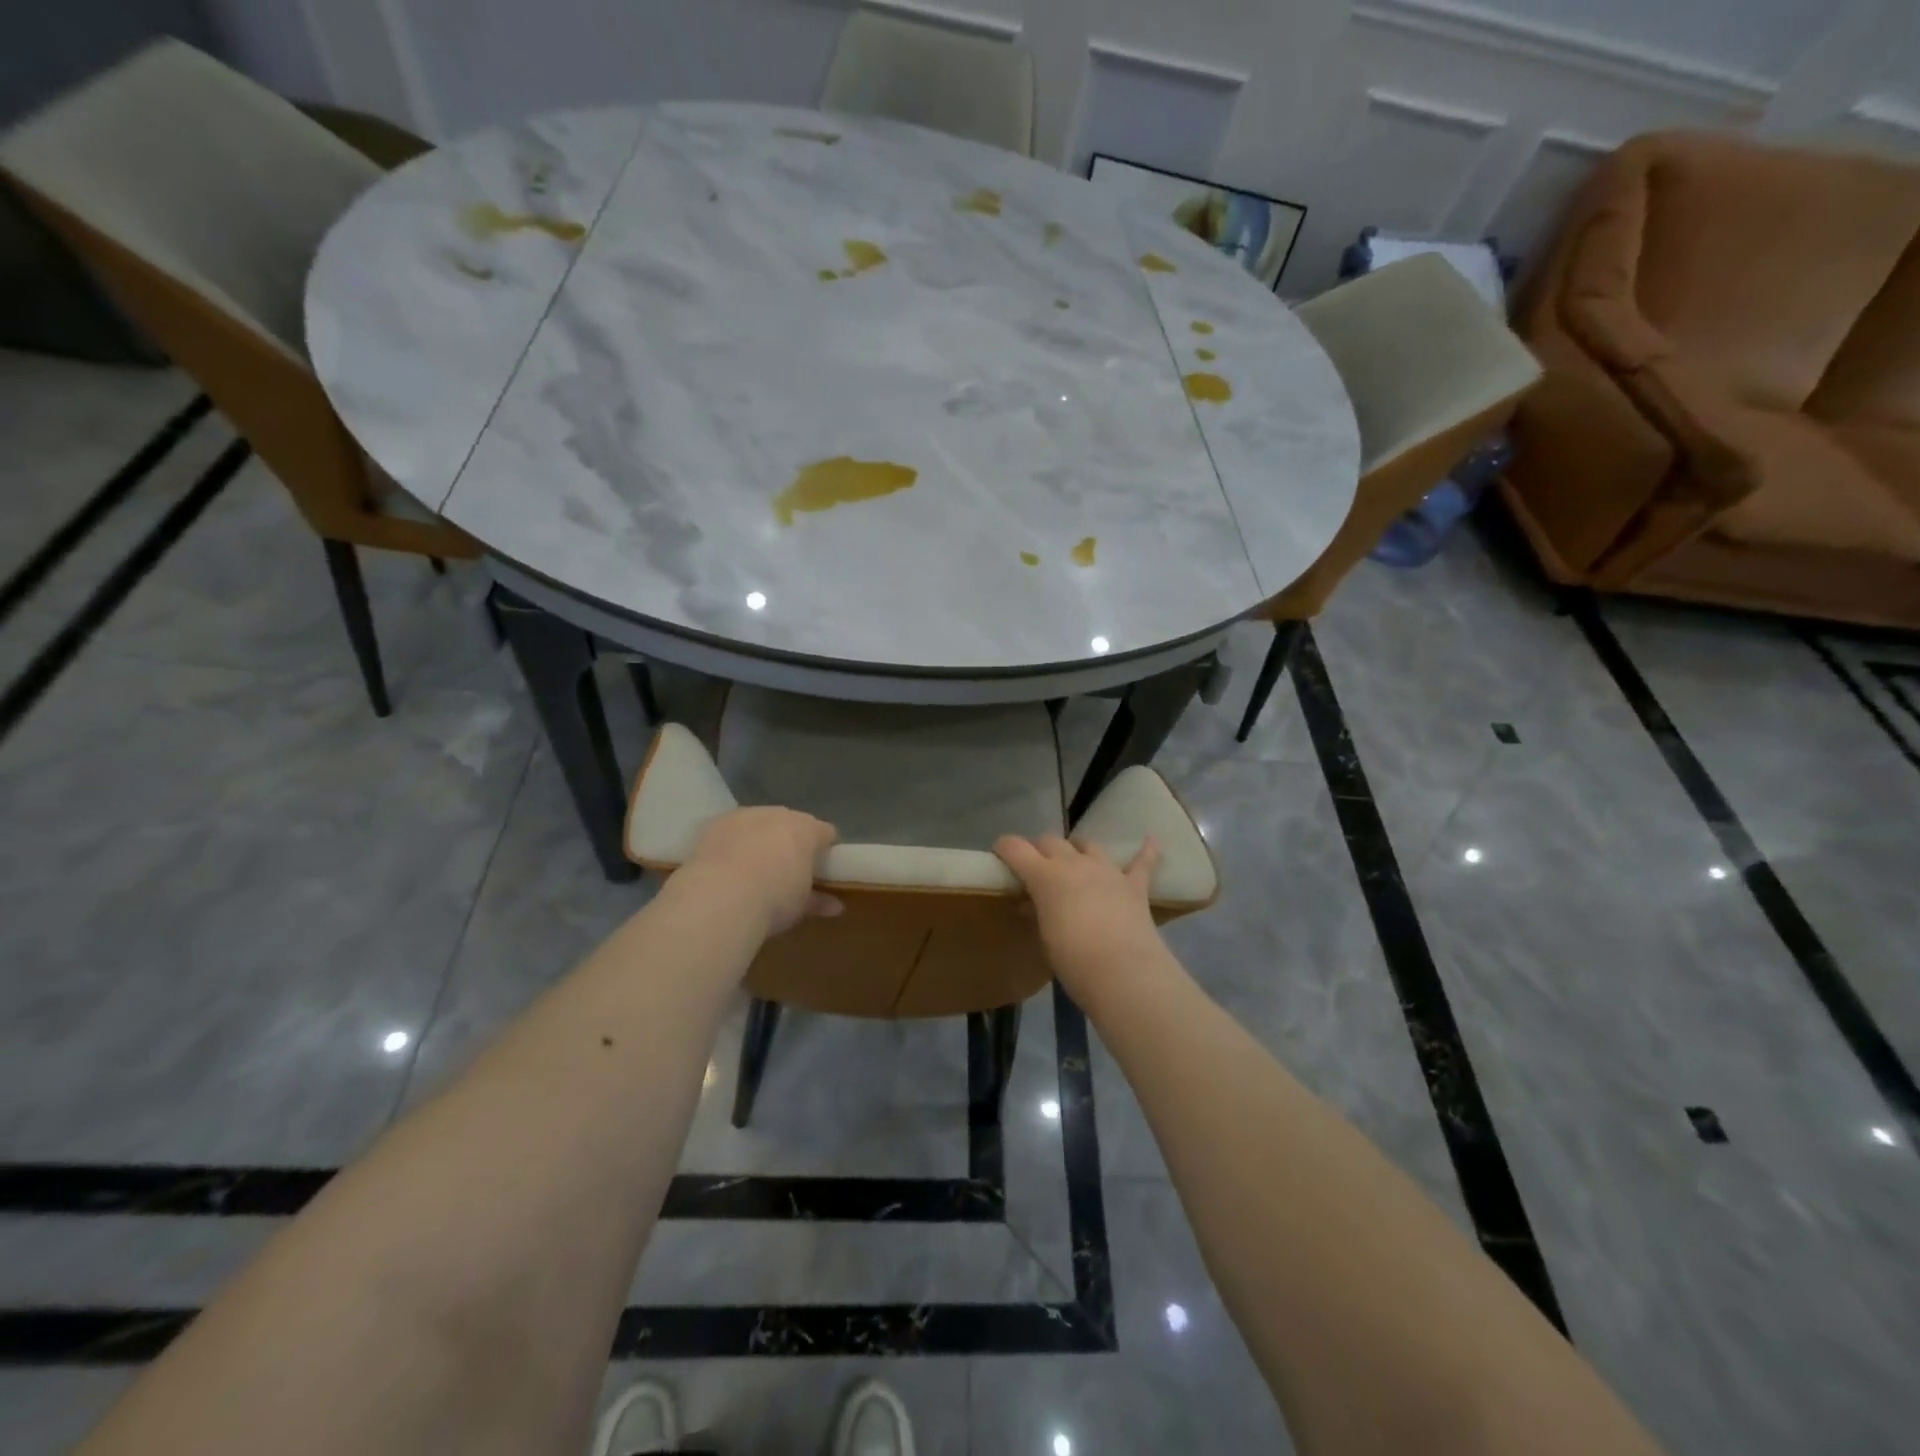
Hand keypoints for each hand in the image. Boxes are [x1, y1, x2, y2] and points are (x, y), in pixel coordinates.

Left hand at [682, 807, 841, 935]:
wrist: (720, 896)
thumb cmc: (774, 899)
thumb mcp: (801, 906)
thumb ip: (818, 901)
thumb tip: (835, 906)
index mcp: (806, 829)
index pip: (825, 833)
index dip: (825, 850)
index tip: (821, 870)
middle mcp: (777, 814)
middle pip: (790, 824)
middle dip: (790, 843)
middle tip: (786, 870)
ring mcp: (744, 816)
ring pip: (758, 824)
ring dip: (759, 840)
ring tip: (752, 869)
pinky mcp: (713, 824)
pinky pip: (729, 831)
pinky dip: (731, 845)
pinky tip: (725, 867)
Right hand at [993, 834, 1165, 993]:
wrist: (1124, 973)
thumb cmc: (1073, 960)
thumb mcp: (1044, 937)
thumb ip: (1037, 912)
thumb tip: (1031, 904)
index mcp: (1045, 875)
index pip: (1016, 848)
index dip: (1004, 848)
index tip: (999, 855)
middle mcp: (1075, 863)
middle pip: (1051, 841)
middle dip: (1039, 850)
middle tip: (1034, 869)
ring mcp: (1107, 871)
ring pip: (1088, 845)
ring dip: (1077, 849)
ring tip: (1073, 860)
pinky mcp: (1134, 886)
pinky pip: (1142, 862)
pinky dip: (1145, 851)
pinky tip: (1150, 840)